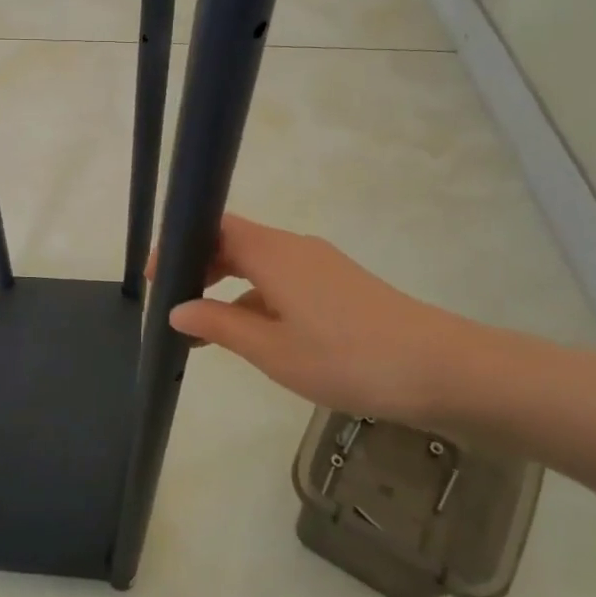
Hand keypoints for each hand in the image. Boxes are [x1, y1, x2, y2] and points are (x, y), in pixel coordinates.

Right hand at [158, 214, 481, 426]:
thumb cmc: (347, 357)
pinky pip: (284, 281)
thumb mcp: (272, 351)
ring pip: (260, 265)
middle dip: (201, 268)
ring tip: (207, 331)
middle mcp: (295, 248)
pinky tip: (256, 338)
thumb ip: (220, 327)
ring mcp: (321, 265)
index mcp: (273, 253)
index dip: (180, 244)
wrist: (439, 369)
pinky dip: (259, 300)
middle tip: (176, 306)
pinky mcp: (340, 286)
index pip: (214, 227)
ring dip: (229, 289)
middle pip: (235, 242)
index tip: (156, 277)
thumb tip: (177, 310)